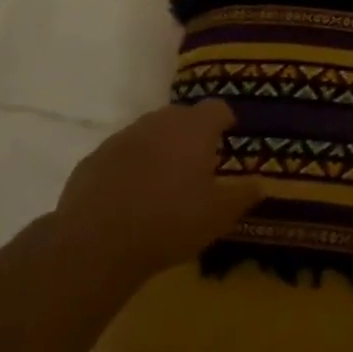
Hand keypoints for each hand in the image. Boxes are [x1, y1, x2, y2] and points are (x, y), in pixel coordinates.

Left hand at [53, 100, 264, 288]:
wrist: (96, 243)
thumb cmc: (171, 221)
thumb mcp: (219, 215)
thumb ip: (243, 195)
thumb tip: (260, 183)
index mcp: (193, 129)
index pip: (216, 108)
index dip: (225, 119)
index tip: (230, 133)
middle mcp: (157, 123)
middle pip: (180, 116)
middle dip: (192, 132)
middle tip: (200, 160)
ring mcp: (121, 138)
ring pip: (148, 133)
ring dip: (160, 148)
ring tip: (166, 179)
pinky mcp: (92, 160)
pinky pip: (120, 155)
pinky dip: (131, 166)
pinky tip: (131, 195)